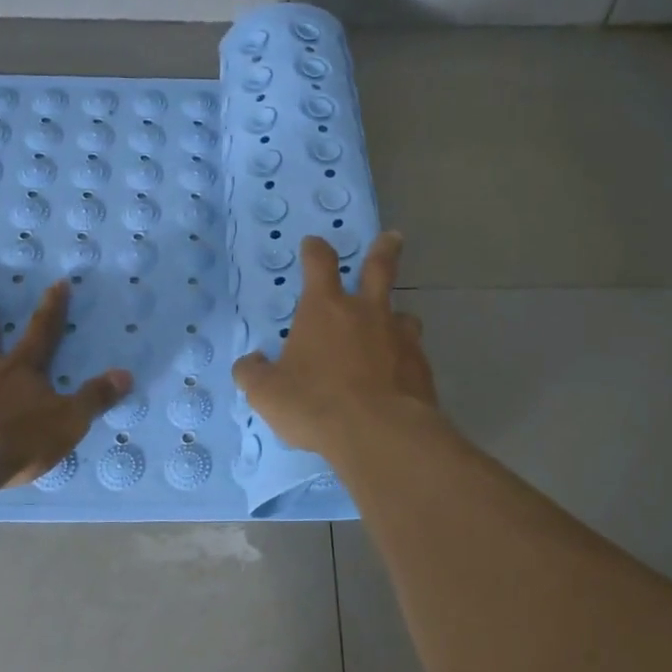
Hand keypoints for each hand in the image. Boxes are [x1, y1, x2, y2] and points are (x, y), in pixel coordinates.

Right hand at [232, 232, 436, 458]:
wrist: (379, 434)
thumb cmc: (315, 404)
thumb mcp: (267, 393)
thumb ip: (253, 373)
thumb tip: (249, 363)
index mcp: (325, 309)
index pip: (320, 263)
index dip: (315, 250)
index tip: (314, 244)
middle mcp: (366, 312)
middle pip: (380, 268)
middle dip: (384, 250)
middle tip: (393, 238)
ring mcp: (399, 337)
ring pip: (404, 315)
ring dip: (397, 316)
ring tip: (395, 326)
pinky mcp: (421, 367)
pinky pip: (413, 353)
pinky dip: (405, 358)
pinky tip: (399, 376)